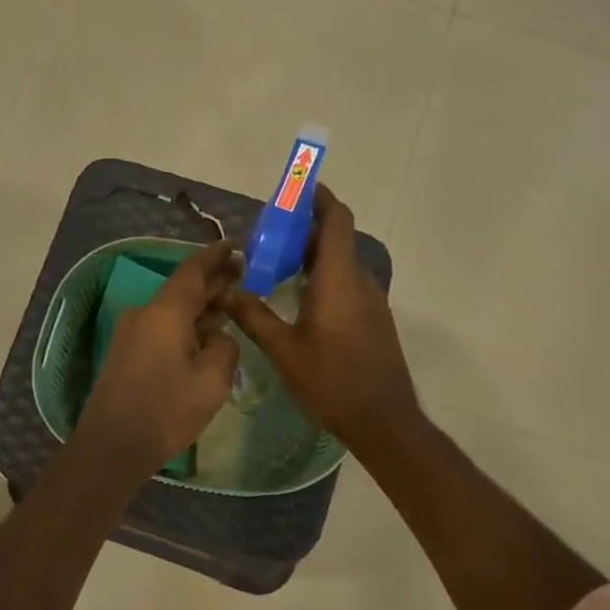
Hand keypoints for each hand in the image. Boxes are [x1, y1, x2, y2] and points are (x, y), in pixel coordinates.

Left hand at [76, 239, 240, 477]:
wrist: (112, 445)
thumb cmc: (166, 410)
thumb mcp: (212, 380)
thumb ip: (224, 346)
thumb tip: (217, 335)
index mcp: (165, 311)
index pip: (193, 269)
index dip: (216, 256)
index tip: (237, 245)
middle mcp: (145, 313)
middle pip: (183, 288)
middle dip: (213, 282)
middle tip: (245, 276)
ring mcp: (132, 333)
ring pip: (173, 310)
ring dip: (201, 306)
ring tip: (232, 305)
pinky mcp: (127, 353)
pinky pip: (162, 327)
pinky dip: (186, 325)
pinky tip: (205, 335)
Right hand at [224, 185, 419, 448]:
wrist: (383, 421)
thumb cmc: (331, 381)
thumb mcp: (283, 350)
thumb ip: (254, 316)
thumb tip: (226, 291)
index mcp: (339, 279)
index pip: (336, 221)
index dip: (320, 199)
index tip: (297, 188)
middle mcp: (360, 281)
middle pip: (336, 239)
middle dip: (305, 229)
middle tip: (268, 234)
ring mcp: (371, 301)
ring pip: (341, 263)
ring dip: (313, 255)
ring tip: (276, 263)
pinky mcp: (373, 320)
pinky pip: (347, 283)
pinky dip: (323, 276)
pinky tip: (298, 297)